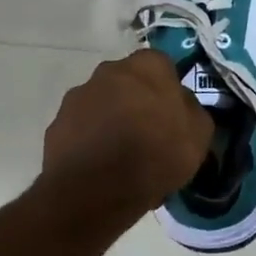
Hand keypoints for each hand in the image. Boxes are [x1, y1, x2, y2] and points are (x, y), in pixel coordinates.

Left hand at [43, 49, 213, 209]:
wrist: (96, 191)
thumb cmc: (156, 154)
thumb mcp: (199, 134)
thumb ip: (192, 110)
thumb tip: (181, 104)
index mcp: (147, 66)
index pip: (161, 65)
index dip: (167, 89)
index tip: (172, 114)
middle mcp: (109, 71)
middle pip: (127, 81)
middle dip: (136, 100)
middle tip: (148, 133)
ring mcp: (78, 96)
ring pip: (102, 103)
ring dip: (110, 119)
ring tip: (120, 155)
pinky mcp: (56, 124)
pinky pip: (80, 128)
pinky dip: (89, 140)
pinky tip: (99, 166)